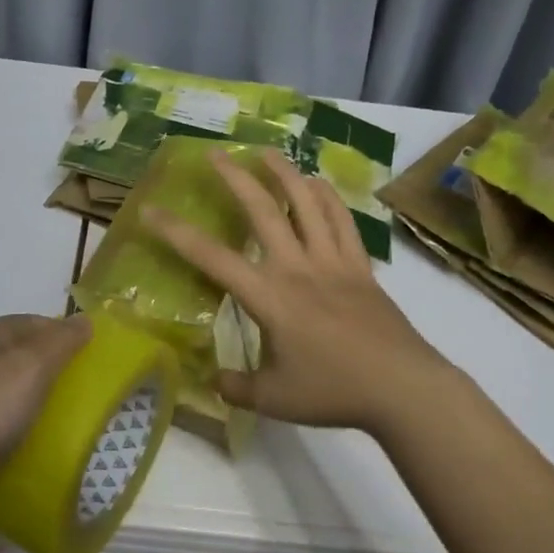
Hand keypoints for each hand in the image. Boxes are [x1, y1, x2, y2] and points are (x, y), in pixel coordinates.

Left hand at [0, 313, 91, 530]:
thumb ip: (61, 341)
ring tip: (74, 422)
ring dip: (45, 403)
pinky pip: (7, 421)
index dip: (71, 337)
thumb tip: (85, 319)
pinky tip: (41, 445)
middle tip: (92, 395)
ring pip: (20, 390)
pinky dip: (26, 429)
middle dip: (61, 372)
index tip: (99, 363)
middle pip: (31, 356)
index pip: (42, 322)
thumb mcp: (31, 367)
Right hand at [142, 150, 450, 433]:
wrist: (403, 387)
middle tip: (216, 154)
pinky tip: (317, 183)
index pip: (212, 258)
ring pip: (306, 204)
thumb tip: (214, 379)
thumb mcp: (274, 400)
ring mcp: (333, 262)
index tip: (150, 210)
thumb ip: (237, 387)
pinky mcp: (361, 266)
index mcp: (269, 297)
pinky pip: (342, 221)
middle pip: (262, 211)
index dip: (176, 233)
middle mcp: (298, 268)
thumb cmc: (334, 391)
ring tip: (266, 152)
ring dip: (284, 173)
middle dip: (235, 178)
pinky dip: (328, 197)